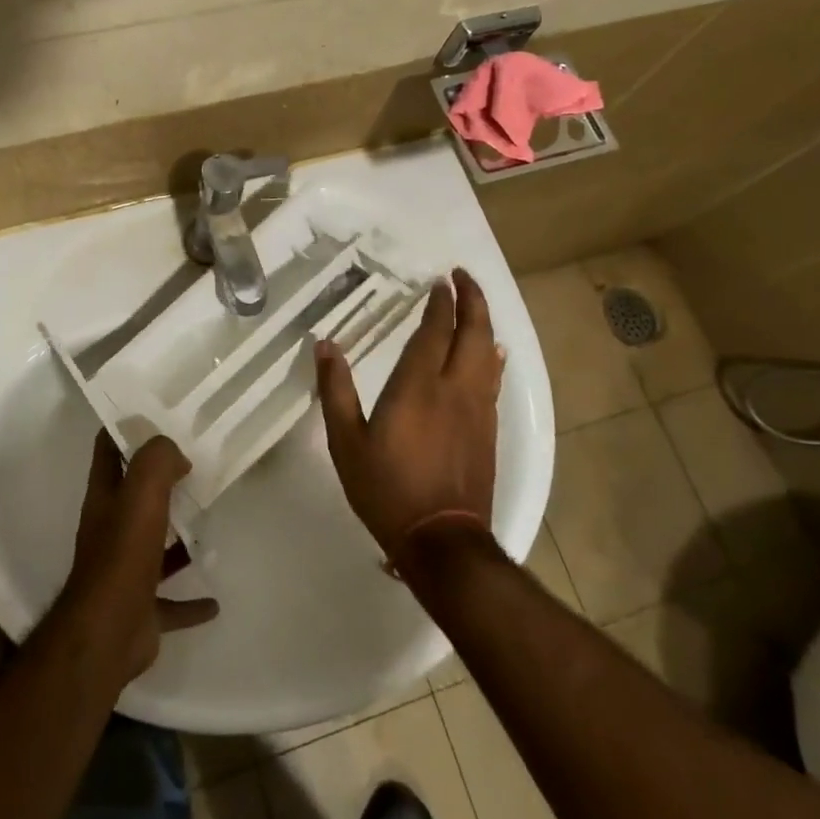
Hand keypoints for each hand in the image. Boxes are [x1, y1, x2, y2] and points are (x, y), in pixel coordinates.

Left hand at [58, 433, 219, 685]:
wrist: (108, 633)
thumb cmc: (123, 555)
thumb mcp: (141, 493)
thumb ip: (157, 461)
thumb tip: (175, 454)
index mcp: (104, 498)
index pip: (107, 449)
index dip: (125, 428)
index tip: (156, 414)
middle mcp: (110, 530)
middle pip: (134, 497)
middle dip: (160, 481)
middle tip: (197, 465)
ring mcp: (125, 572)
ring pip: (154, 547)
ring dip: (177, 539)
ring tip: (209, 524)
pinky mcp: (141, 609)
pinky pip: (170, 601)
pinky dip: (191, 602)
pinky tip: (215, 602)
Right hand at [314, 267, 502, 567]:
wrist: (442, 541)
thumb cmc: (386, 490)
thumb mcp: (347, 442)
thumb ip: (336, 391)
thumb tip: (325, 345)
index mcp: (418, 387)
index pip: (435, 331)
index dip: (440, 303)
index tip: (440, 281)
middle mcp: (455, 389)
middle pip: (473, 333)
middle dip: (472, 300)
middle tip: (464, 277)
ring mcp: (478, 410)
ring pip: (489, 353)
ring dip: (484, 322)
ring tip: (477, 305)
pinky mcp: (490, 430)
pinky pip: (494, 378)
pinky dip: (492, 356)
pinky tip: (492, 353)